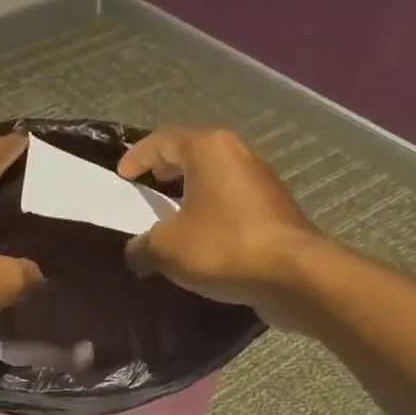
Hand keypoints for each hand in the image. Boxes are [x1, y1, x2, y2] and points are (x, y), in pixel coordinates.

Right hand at [117, 127, 326, 328]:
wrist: (293, 274)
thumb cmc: (223, 247)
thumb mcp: (166, 248)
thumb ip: (142, 246)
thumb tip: (136, 252)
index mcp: (209, 149)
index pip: (164, 139)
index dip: (138, 155)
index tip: (122, 174)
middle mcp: (238, 155)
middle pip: (195, 153)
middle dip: (168, 167)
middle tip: (149, 183)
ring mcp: (261, 182)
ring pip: (216, 178)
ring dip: (192, 192)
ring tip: (172, 214)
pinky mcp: (274, 211)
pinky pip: (232, 203)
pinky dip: (212, 212)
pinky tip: (202, 238)